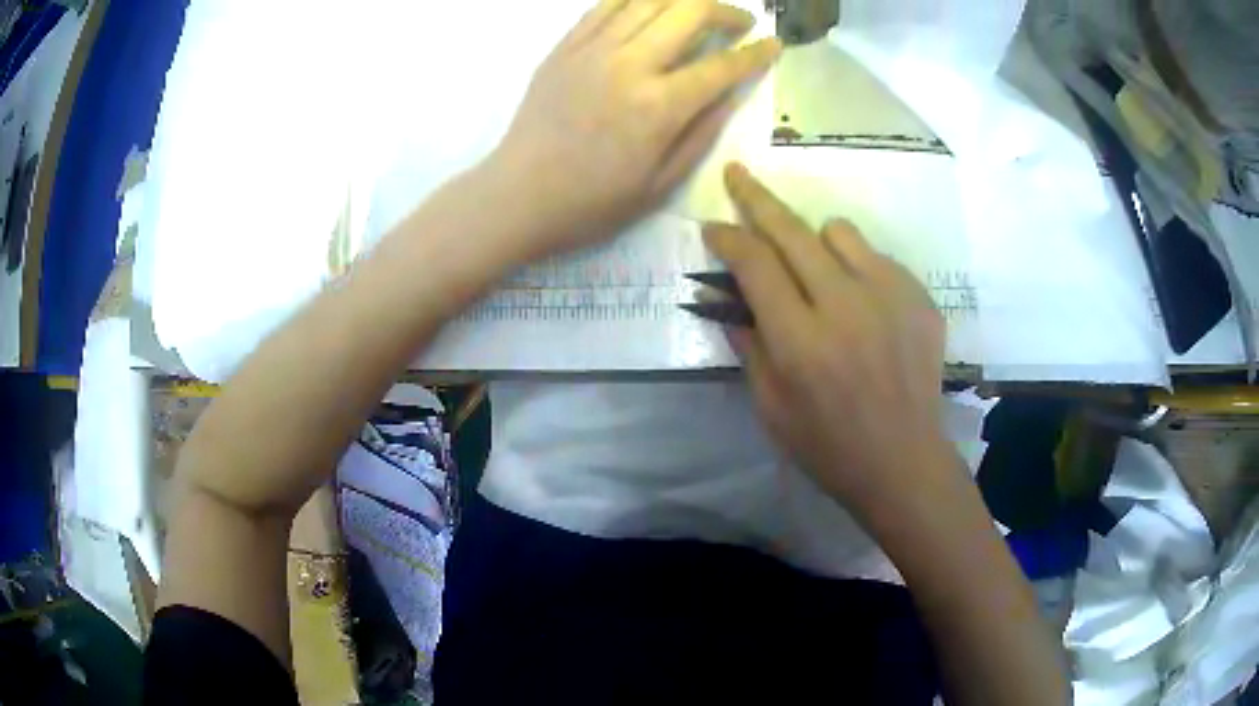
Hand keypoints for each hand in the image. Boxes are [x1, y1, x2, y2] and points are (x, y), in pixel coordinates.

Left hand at [490, 0, 780, 259]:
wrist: (517, 196)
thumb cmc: (592, 202)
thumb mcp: (661, 184)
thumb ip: (702, 131)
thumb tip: (732, 91)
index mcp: (659, 107)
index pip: (722, 65)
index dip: (756, 53)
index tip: (774, 45)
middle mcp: (629, 65)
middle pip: (689, 11)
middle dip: (725, 10)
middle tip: (740, 22)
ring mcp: (592, 49)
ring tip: (700, 11)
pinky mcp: (564, 46)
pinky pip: (606, 5)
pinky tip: (653, 6)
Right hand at [704, 163, 957, 521]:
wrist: (904, 460)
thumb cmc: (828, 446)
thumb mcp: (770, 408)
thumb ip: (747, 345)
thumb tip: (727, 298)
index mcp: (801, 342)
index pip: (755, 264)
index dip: (728, 237)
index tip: (713, 226)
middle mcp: (845, 306)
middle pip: (793, 231)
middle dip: (757, 197)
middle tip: (737, 173)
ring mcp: (889, 296)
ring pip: (839, 232)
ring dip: (814, 239)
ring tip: (814, 268)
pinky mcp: (918, 298)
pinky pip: (877, 257)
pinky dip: (856, 266)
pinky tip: (860, 302)